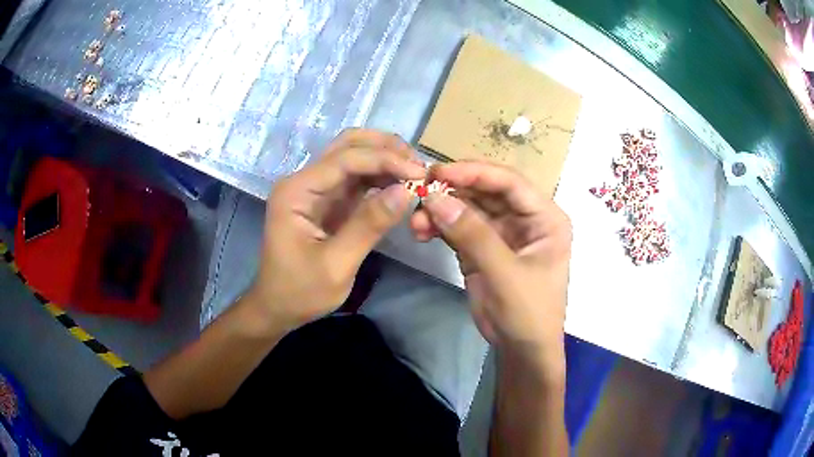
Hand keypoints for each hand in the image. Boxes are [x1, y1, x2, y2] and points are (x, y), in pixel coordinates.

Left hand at [245, 129, 425, 334]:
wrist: (278, 307)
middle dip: (385, 148)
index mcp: (297, 191)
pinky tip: (400, 184)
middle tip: (419, 165)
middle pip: (347, 145)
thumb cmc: (300, 291)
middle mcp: (304, 181)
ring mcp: (315, 189)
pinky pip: (356, 178)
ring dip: (385, 159)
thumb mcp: (336, 265)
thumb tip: (406, 191)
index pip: (345, 159)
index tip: (419, 174)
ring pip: (354, 156)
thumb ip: (369, 225)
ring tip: (416, 173)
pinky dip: (380, 177)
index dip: (385, 160)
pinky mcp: (327, 201)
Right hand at [411, 162, 571, 378]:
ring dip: (441, 211)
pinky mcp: (482, 248)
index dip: (475, 173)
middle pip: (485, 192)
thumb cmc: (528, 312)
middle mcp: (524, 218)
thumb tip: (435, 199)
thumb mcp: (505, 273)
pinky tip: (421, 231)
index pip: (510, 183)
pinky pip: (458, 228)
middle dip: (452, 192)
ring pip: (468, 209)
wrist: (521, 349)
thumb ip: (472, 235)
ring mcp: (501, 232)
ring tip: (416, 221)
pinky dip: (439, 227)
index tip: (439, 172)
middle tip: (419, 191)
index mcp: (545, 217)